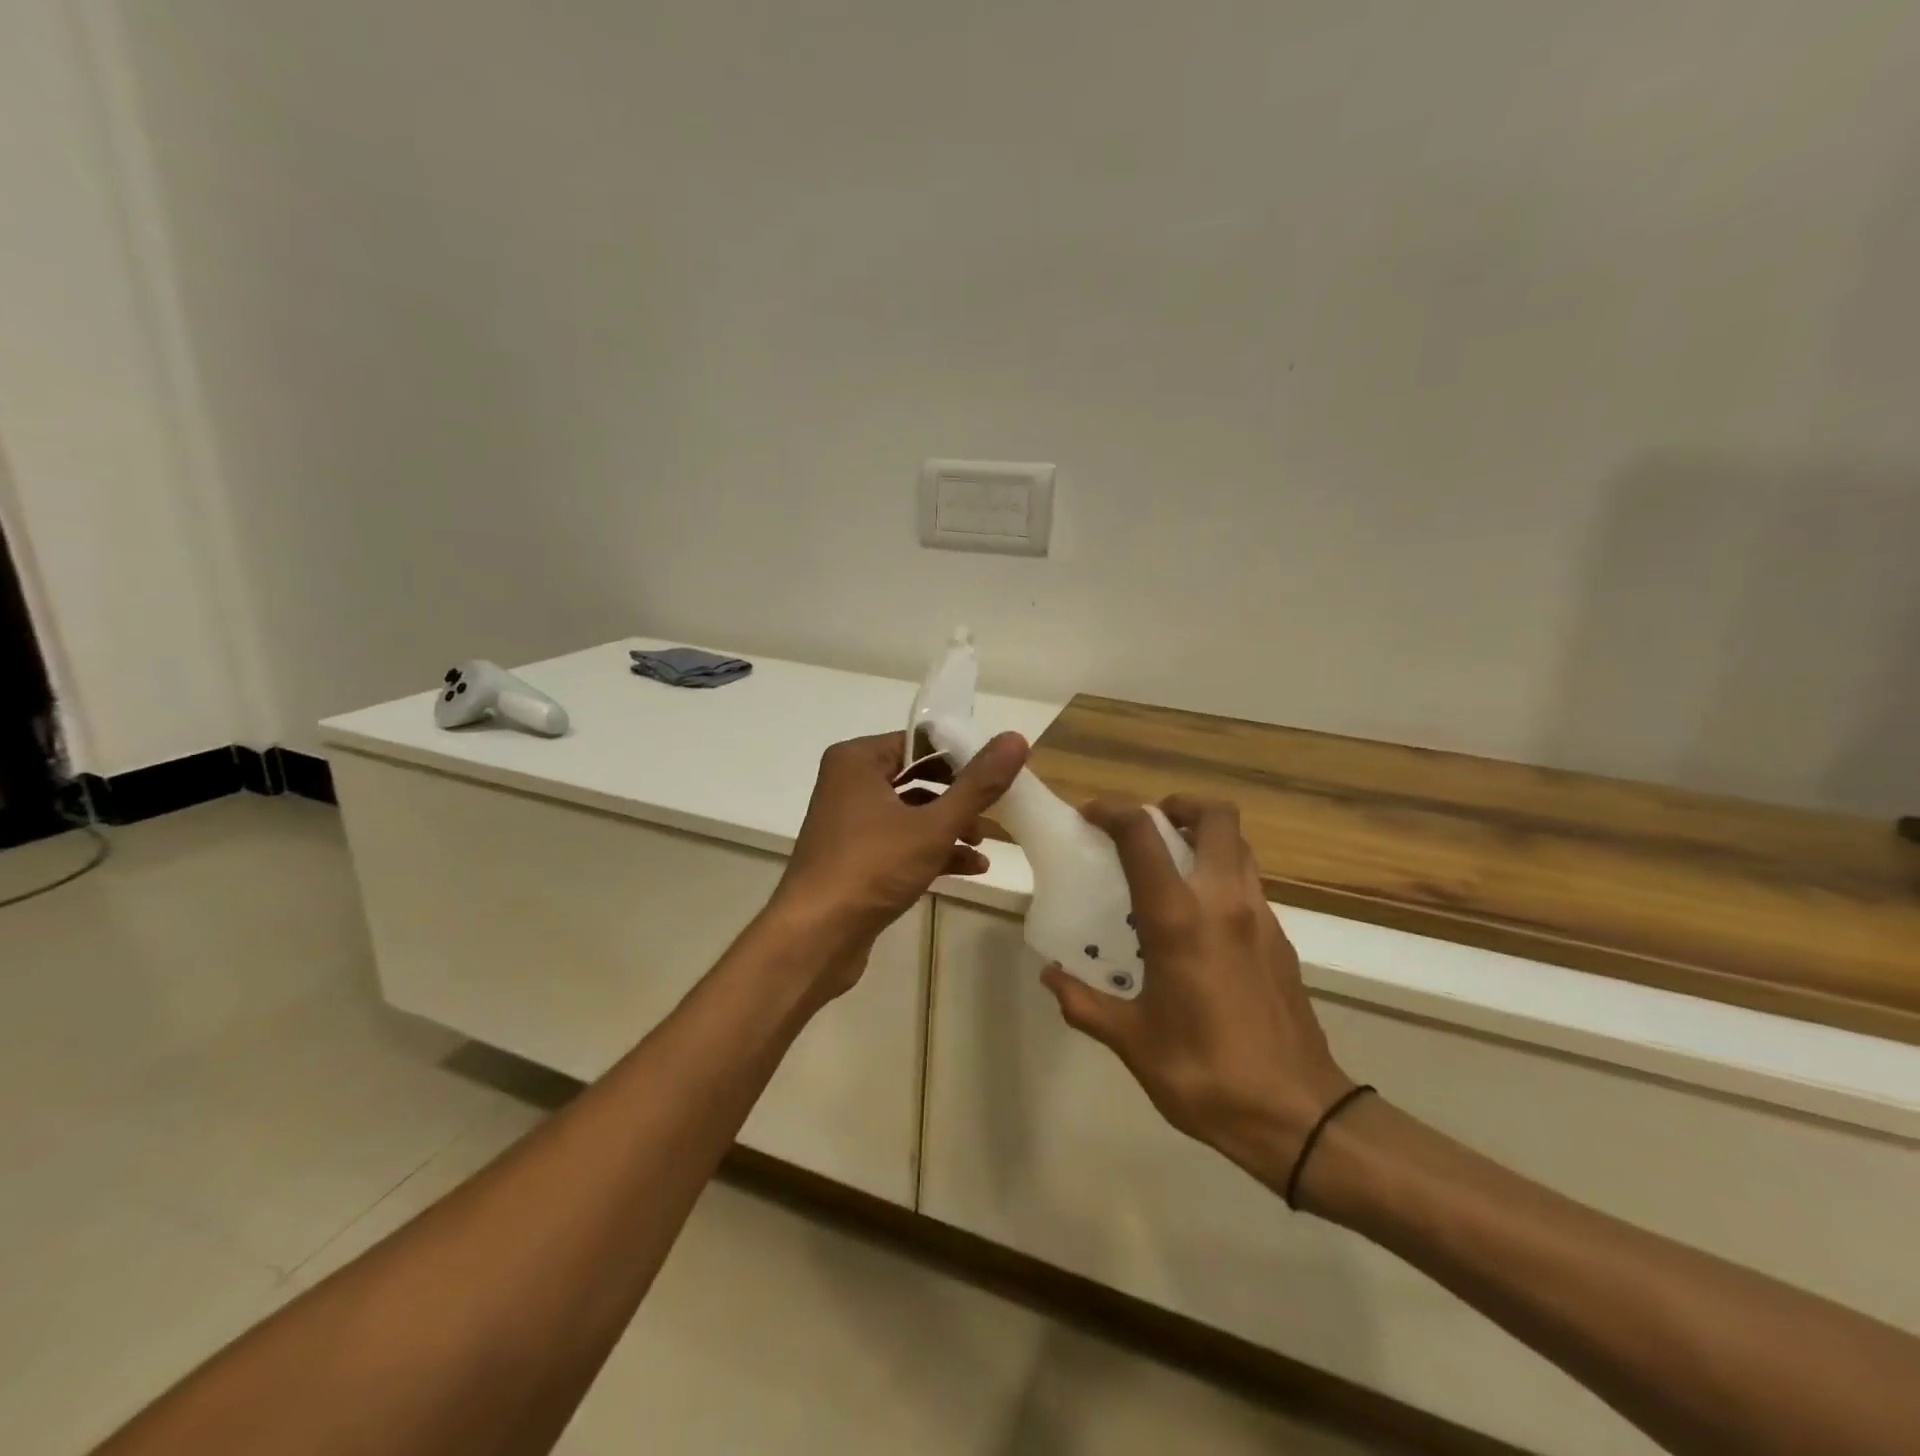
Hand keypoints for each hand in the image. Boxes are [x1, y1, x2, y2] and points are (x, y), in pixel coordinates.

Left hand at [769, 730, 1027, 990]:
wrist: (814, 938)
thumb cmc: (872, 868)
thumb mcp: (934, 825)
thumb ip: (977, 784)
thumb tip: (1016, 738)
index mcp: (858, 760)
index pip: (920, 741)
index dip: (962, 755)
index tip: (998, 773)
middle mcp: (849, 783)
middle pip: (918, 776)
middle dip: (959, 795)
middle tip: (997, 807)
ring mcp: (850, 822)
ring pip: (911, 812)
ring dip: (950, 826)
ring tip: (984, 843)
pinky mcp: (855, 857)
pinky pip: (900, 841)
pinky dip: (932, 849)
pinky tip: (971, 868)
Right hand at [1040, 796, 1352, 1190]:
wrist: (1300, 1116)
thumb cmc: (1206, 1074)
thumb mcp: (1133, 1041)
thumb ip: (1085, 1004)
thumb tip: (1051, 977)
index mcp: (1179, 918)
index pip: (1142, 834)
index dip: (1113, 810)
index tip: (1090, 816)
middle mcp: (1224, 901)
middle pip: (1216, 816)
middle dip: (1178, 806)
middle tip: (1147, 829)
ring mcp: (1261, 916)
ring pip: (1239, 845)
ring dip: (1204, 837)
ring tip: (1171, 866)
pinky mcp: (1281, 939)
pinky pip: (1250, 881)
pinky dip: (1222, 874)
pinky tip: (1200, 920)